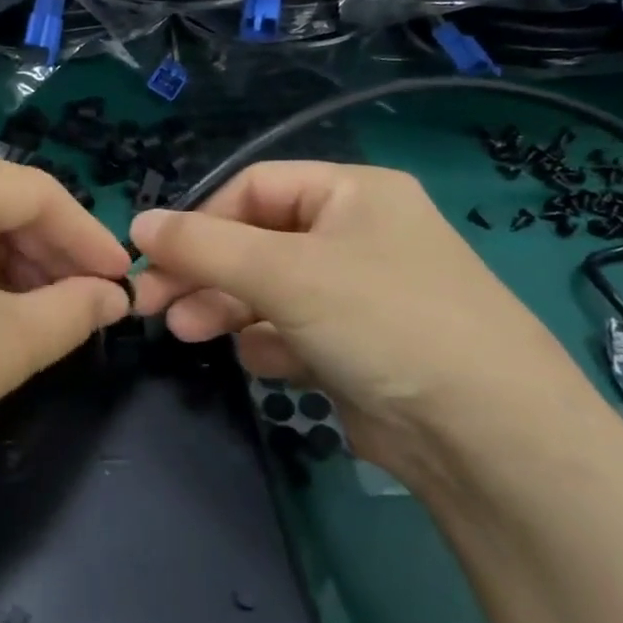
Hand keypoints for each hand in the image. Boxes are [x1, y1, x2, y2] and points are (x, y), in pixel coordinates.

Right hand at [129, 162, 599, 482]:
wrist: (485, 435)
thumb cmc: (382, 321)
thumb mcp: (283, 272)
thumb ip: (202, 245)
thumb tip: (137, 224)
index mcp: (352, 193)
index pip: (253, 188)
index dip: (201, 220)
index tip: (156, 259)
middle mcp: (357, 235)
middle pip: (255, 241)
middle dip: (203, 272)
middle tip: (152, 306)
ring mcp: (358, 294)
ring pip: (268, 289)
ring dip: (225, 308)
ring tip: (189, 334)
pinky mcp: (357, 347)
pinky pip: (293, 331)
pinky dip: (269, 343)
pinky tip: (262, 363)